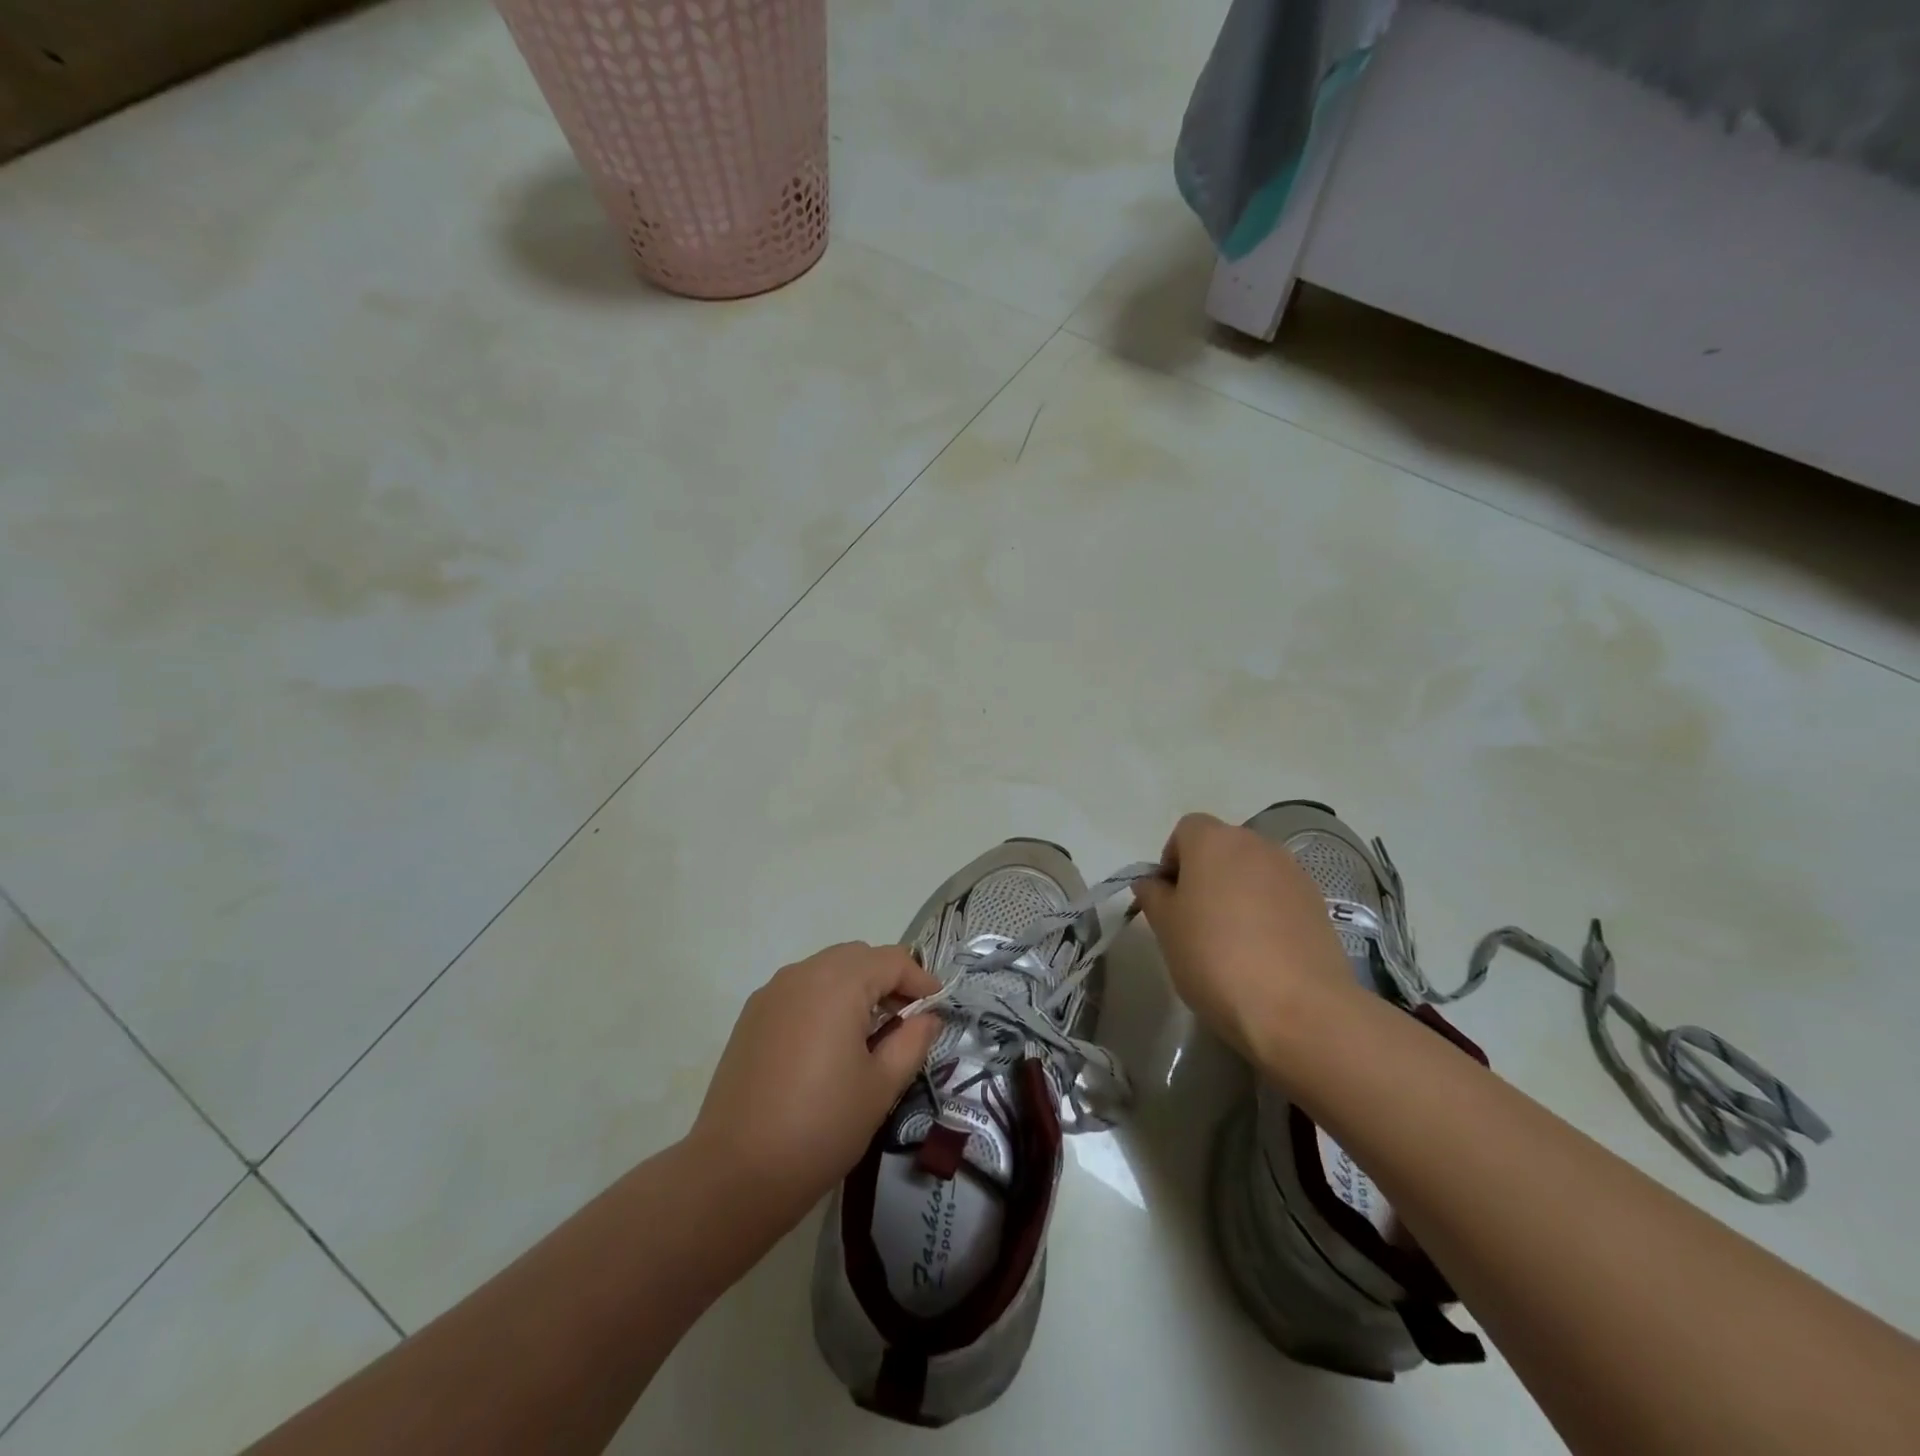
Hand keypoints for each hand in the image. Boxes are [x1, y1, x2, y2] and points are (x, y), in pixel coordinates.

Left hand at [688, 943, 942, 1222]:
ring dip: (856, 987)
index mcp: (839, 983)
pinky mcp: (752, 1016)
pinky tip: (829, 1043)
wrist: (736, 1172)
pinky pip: (800, 989)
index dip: (920, 980)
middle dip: (888, 978)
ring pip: (826, 969)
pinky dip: (824, 999)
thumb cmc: (821, 1127)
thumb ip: (911, 1041)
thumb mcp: (880, 1086)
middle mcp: (803, 974)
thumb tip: (927, 1017)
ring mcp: (772, 993)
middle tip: (907, 1018)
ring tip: (871, 1032)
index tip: (938, 1007)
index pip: (892, 960)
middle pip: (858, 957)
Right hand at [1133, 813, 1354, 1058]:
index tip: (1169, 900)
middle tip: (1195, 921)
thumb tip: (1153, 883)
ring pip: (1253, 873)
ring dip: (1238, 894)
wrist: (1298, 1008)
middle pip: (1222, 848)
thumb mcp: (1165, 928)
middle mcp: (1257, 844)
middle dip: (1206, 875)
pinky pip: (1280, 897)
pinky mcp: (1319, 904)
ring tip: (1231, 941)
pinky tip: (1262, 953)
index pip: (1186, 830)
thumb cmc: (1214, 958)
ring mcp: (1293, 873)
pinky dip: (1267, 913)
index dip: (1172, 860)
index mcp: (1214, 841)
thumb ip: (1154, 896)